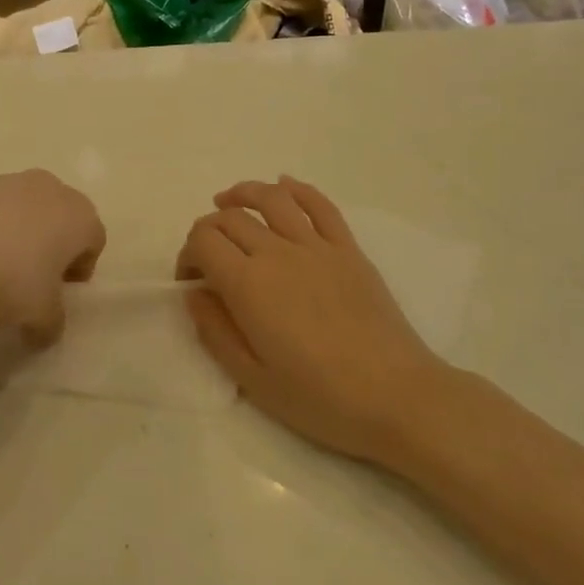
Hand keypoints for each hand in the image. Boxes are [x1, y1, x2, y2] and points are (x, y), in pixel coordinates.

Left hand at [0, 170, 104, 340]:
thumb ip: (52, 323)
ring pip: (26, 209)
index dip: (82, 268)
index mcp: (80, 216)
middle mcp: (52, 190)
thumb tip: (48, 332)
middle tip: (34, 278)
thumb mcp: (38, 314)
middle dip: (53, 246)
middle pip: (63, 218)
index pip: (95, 240)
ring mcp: (11, 180)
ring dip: (19, 234)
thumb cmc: (8, 276)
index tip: (62, 291)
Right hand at [177, 177, 446, 464]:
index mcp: (248, 284)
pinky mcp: (348, 249)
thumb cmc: (319, 397)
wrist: (396, 396)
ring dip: (243, 193)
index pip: (203, 240)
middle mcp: (278, 252)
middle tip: (208, 256)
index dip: (187, 254)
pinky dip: (297, 189)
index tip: (190, 280)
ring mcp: (317, 246)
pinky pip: (319, 205)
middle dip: (209, 229)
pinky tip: (284, 186)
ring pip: (272, 198)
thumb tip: (195, 294)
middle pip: (231, 218)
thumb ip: (215, 331)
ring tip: (229, 200)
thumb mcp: (252, 379)